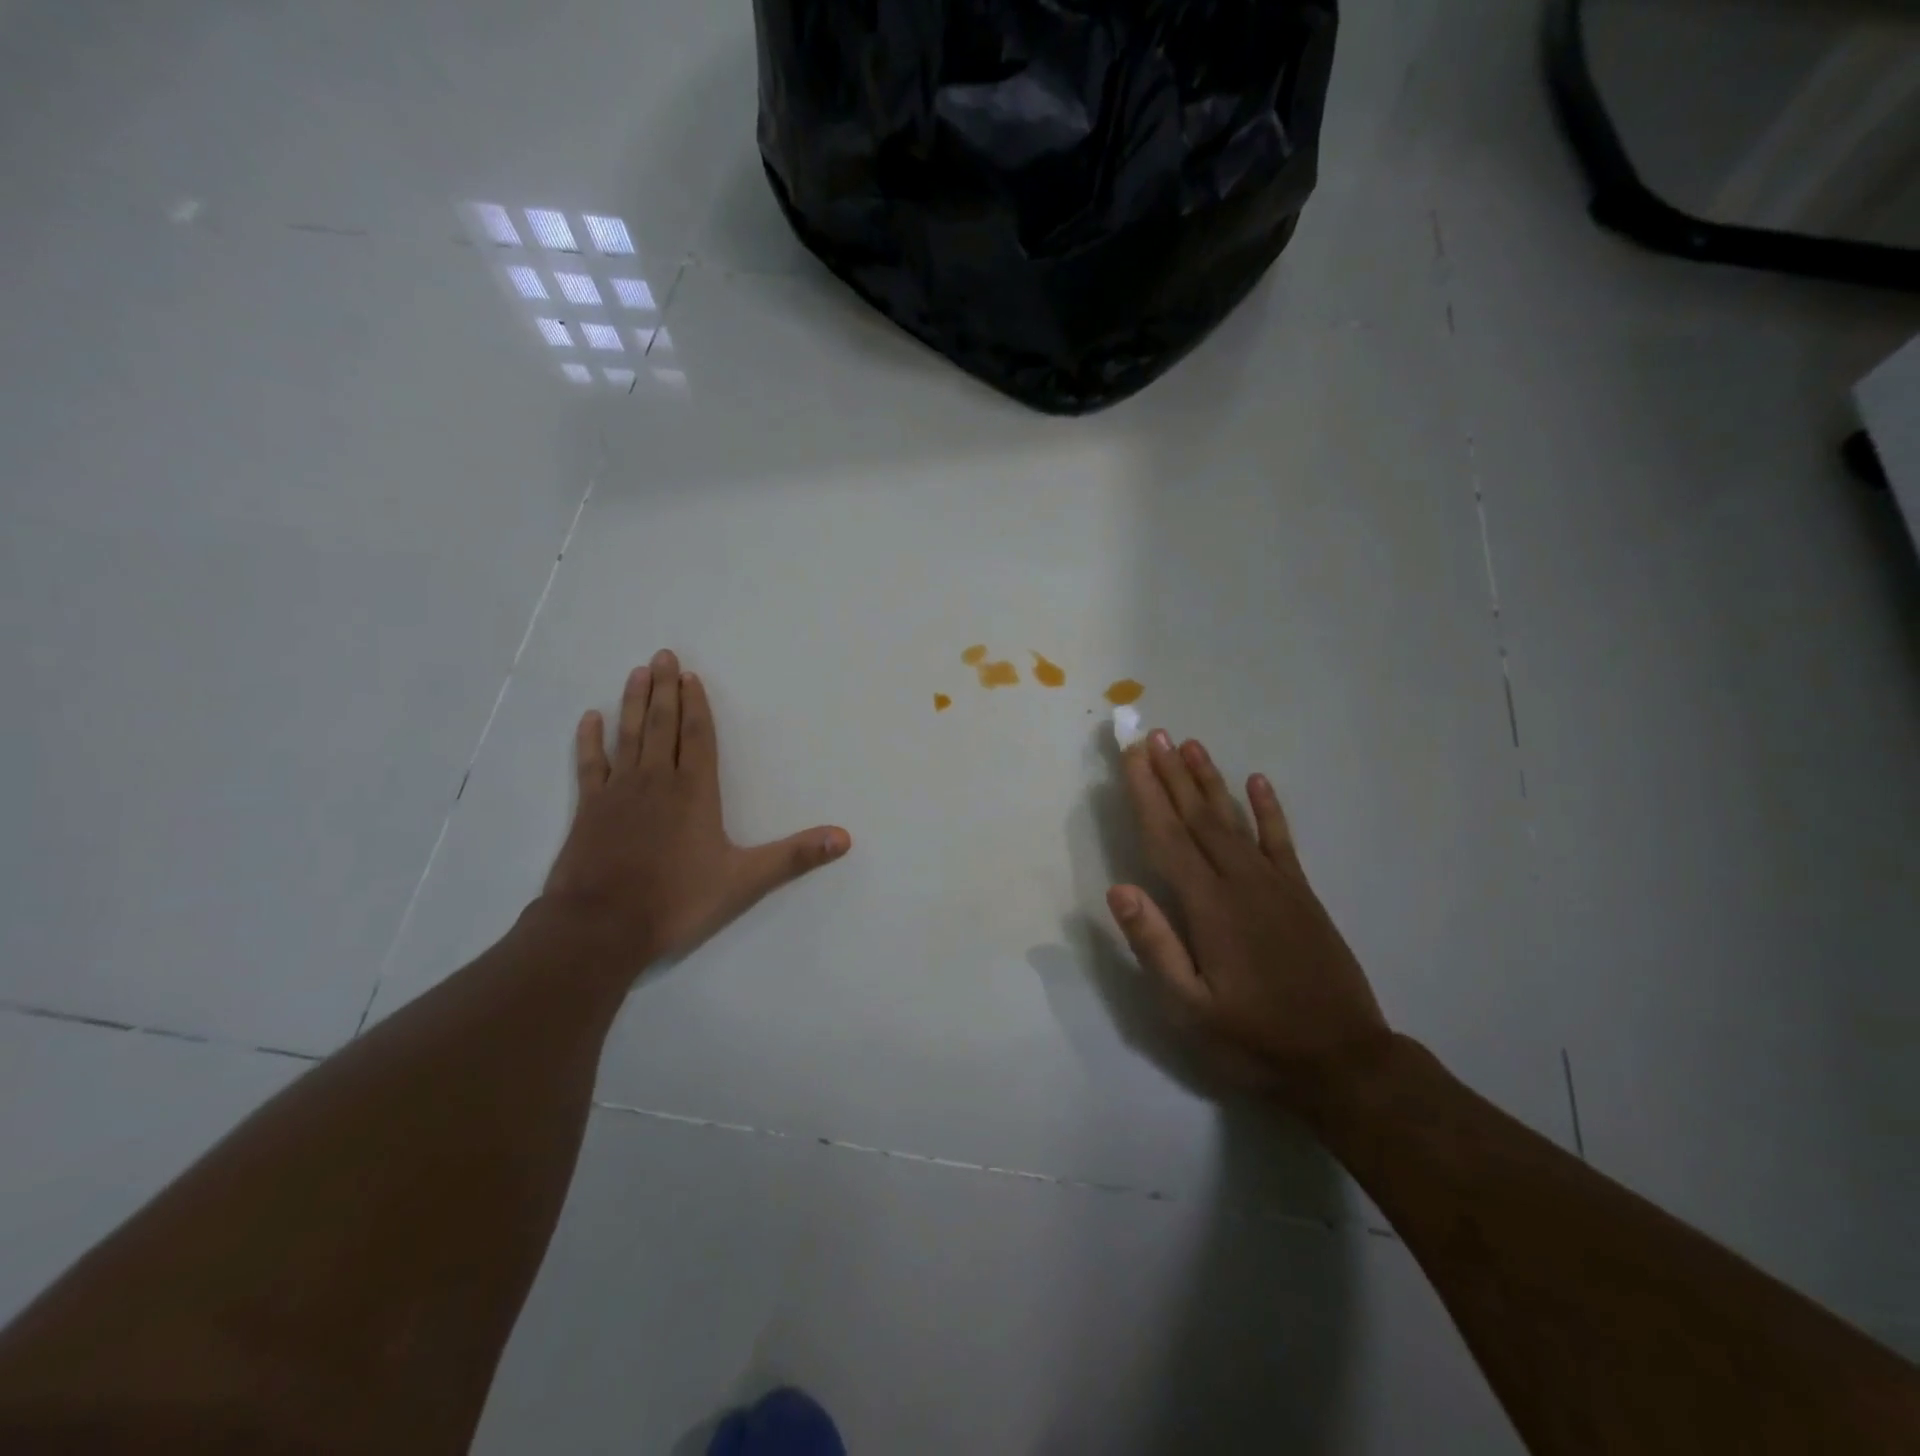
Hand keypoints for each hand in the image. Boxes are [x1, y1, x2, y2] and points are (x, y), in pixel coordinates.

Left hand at [540, 650, 850, 975]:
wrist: (602, 926)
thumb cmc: (677, 900)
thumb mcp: (745, 881)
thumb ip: (794, 856)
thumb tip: (844, 838)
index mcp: (694, 792)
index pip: (698, 737)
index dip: (696, 705)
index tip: (689, 676)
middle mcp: (657, 781)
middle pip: (662, 725)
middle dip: (664, 690)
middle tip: (662, 656)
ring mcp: (618, 792)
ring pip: (628, 735)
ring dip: (632, 703)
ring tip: (636, 672)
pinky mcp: (589, 809)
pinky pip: (590, 765)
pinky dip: (589, 740)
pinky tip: (590, 718)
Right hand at [1109, 730, 1390, 1102]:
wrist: (1344, 1061)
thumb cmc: (1254, 1039)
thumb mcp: (1190, 1008)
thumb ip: (1155, 945)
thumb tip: (1118, 888)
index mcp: (1208, 906)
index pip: (1167, 837)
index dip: (1146, 794)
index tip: (1132, 756)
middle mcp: (1241, 882)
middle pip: (1198, 818)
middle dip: (1172, 774)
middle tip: (1154, 735)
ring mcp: (1276, 885)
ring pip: (1235, 820)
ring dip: (1210, 781)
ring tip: (1191, 745)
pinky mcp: (1302, 895)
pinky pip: (1282, 841)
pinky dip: (1269, 809)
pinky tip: (1257, 781)